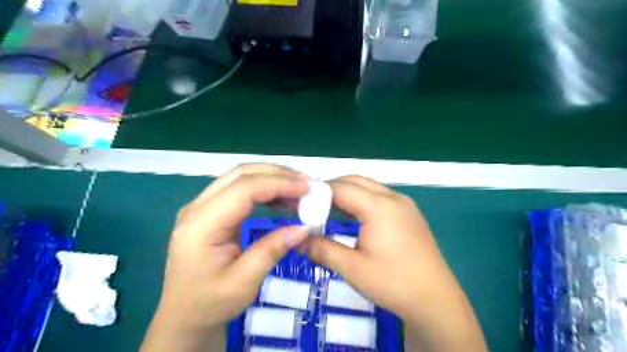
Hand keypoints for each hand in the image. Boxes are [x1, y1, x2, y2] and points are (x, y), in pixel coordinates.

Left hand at [140, 163, 308, 350]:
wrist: (183, 315)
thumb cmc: (210, 303)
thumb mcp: (244, 283)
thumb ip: (272, 249)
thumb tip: (305, 227)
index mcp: (201, 225)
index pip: (243, 189)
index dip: (278, 184)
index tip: (307, 189)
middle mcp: (197, 208)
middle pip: (241, 174)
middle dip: (277, 174)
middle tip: (307, 184)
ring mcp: (202, 206)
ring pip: (241, 177)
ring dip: (272, 178)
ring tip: (299, 190)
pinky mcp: (210, 210)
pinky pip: (240, 189)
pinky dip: (264, 188)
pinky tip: (281, 198)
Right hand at [301, 177, 486, 351]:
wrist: (436, 300)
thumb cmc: (393, 283)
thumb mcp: (352, 268)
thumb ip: (322, 249)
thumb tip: (297, 241)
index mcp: (379, 206)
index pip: (341, 188)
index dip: (319, 193)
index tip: (302, 204)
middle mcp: (393, 197)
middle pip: (355, 181)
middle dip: (332, 189)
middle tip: (314, 207)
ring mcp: (404, 203)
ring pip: (368, 187)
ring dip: (347, 194)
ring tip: (329, 211)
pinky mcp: (409, 212)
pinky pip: (380, 196)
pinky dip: (362, 200)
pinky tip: (354, 217)